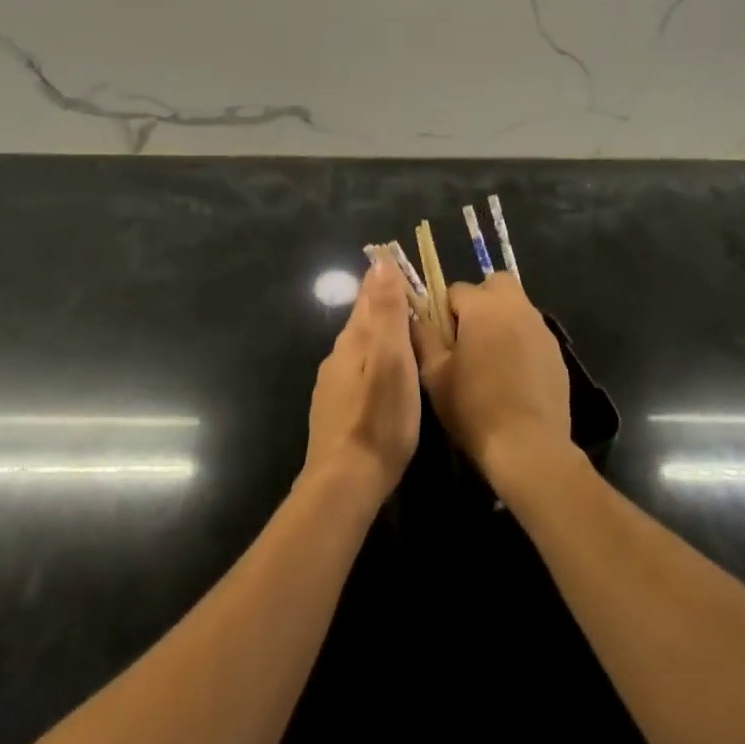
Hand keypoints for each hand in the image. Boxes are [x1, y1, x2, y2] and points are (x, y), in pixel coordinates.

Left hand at [303, 258, 420, 503]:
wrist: (344, 481)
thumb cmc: (379, 417)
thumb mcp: (391, 359)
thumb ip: (386, 312)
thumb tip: (380, 263)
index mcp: (354, 339)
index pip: (368, 295)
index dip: (385, 278)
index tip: (399, 262)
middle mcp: (339, 355)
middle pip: (363, 319)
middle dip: (383, 303)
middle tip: (410, 294)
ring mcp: (334, 384)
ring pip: (360, 346)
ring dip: (379, 333)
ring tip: (404, 332)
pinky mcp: (336, 409)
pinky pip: (358, 371)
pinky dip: (374, 361)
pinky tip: (385, 375)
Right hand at [415, 273, 570, 484]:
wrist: (529, 447)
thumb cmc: (474, 407)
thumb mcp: (434, 374)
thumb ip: (423, 337)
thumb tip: (416, 317)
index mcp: (483, 307)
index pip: (456, 290)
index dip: (443, 311)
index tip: (441, 339)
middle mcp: (516, 307)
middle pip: (495, 284)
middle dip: (480, 301)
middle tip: (468, 337)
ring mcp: (541, 329)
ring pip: (516, 308)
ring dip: (501, 321)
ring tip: (490, 360)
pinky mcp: (557, 352)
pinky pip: (532, 333)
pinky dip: (520, 342)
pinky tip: (512, 376)